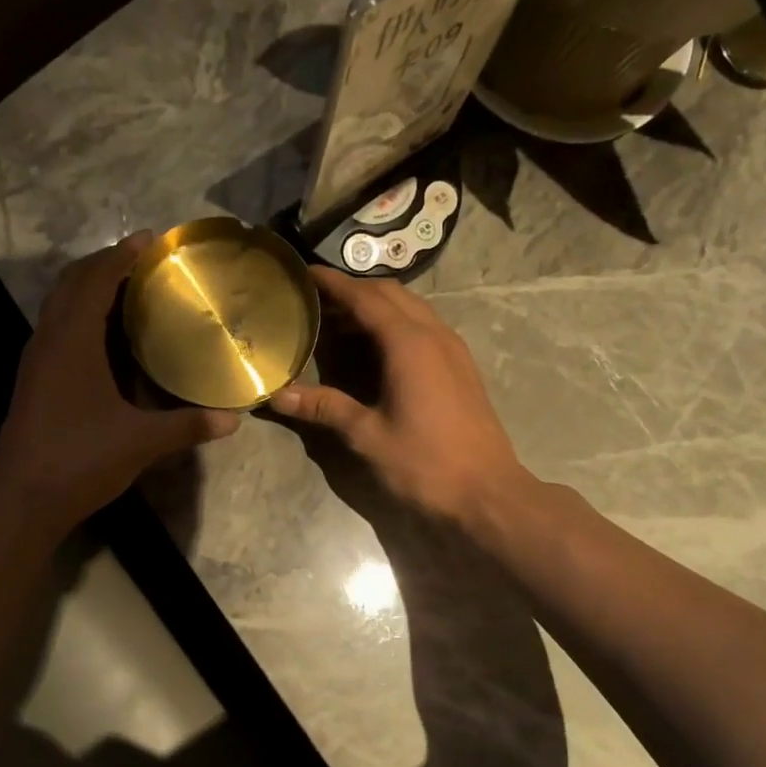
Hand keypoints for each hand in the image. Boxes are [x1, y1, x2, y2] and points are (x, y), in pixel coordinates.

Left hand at [0, 235, 239, 537]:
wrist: (22, 499)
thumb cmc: (80, 459)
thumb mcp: (141, 442)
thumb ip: (187, 426)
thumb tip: (233, 419)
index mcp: (72, 342)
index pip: (95, 280)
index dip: (121, 255)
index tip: (150, 239)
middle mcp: (49, 341)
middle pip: (71, 283)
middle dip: (104, 263)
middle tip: (142, 259)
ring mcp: (37, 361)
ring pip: (59, 305)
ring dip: (89, 287)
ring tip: (127, 288)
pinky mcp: (34, 381)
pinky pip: (58, 328)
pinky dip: (81, 315)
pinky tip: (107, 336)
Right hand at [270, 268, 527, 524]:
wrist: (487, 494)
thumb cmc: (424, 463)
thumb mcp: (367, 436)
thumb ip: (324, 408)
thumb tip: (278, 395)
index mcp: (409, 343)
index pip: (365, 297)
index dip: (333, 283)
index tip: (304, 272)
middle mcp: (434, 334)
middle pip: (391, 294)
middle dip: (354, 289)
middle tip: (317, 298)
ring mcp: (453, 349)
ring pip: (412, 308)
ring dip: (377, 305)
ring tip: (340, 320)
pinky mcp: (462, 367)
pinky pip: (425, 327)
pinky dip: (396, 323)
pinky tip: (377, 347)